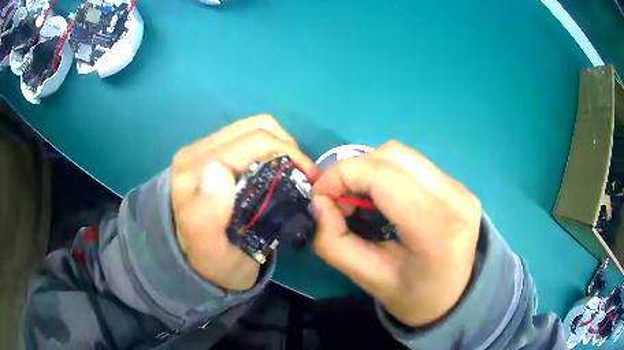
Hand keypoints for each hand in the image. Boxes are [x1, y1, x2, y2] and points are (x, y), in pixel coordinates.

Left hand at [171, 115, 314, 290]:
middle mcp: (196, 152)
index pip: (253, 142)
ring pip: (253, 127)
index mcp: (194, 171)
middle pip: (255, 129)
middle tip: (305, 178)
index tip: (308, 181)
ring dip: (280, 144)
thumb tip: (218, 168)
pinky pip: (247, 134)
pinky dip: (270, 145)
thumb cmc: (211, 261)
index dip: (289, 154)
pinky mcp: (210, 150)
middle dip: (289, 148)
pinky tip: (276, 167)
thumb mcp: (210, 252)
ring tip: (292, 171)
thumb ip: (206, 215)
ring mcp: (202, 148)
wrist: (197, 259)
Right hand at [311, 141, 480, 326]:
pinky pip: (414, 164)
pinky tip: (382, 196)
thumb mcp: (365, 278)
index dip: (342, 175)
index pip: (382, 176)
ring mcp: (461, 189)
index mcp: (435, 230)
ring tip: (358, 197)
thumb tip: (320, 201)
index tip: (320, 194)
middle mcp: (454, 199)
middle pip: (392, 155)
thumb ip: (334, 242)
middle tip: (338, 198)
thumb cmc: (411, 296)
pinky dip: (387, 172)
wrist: (453, 297)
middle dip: (353, 169)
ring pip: (403, 154)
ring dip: (370, 168)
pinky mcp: (459, 186)